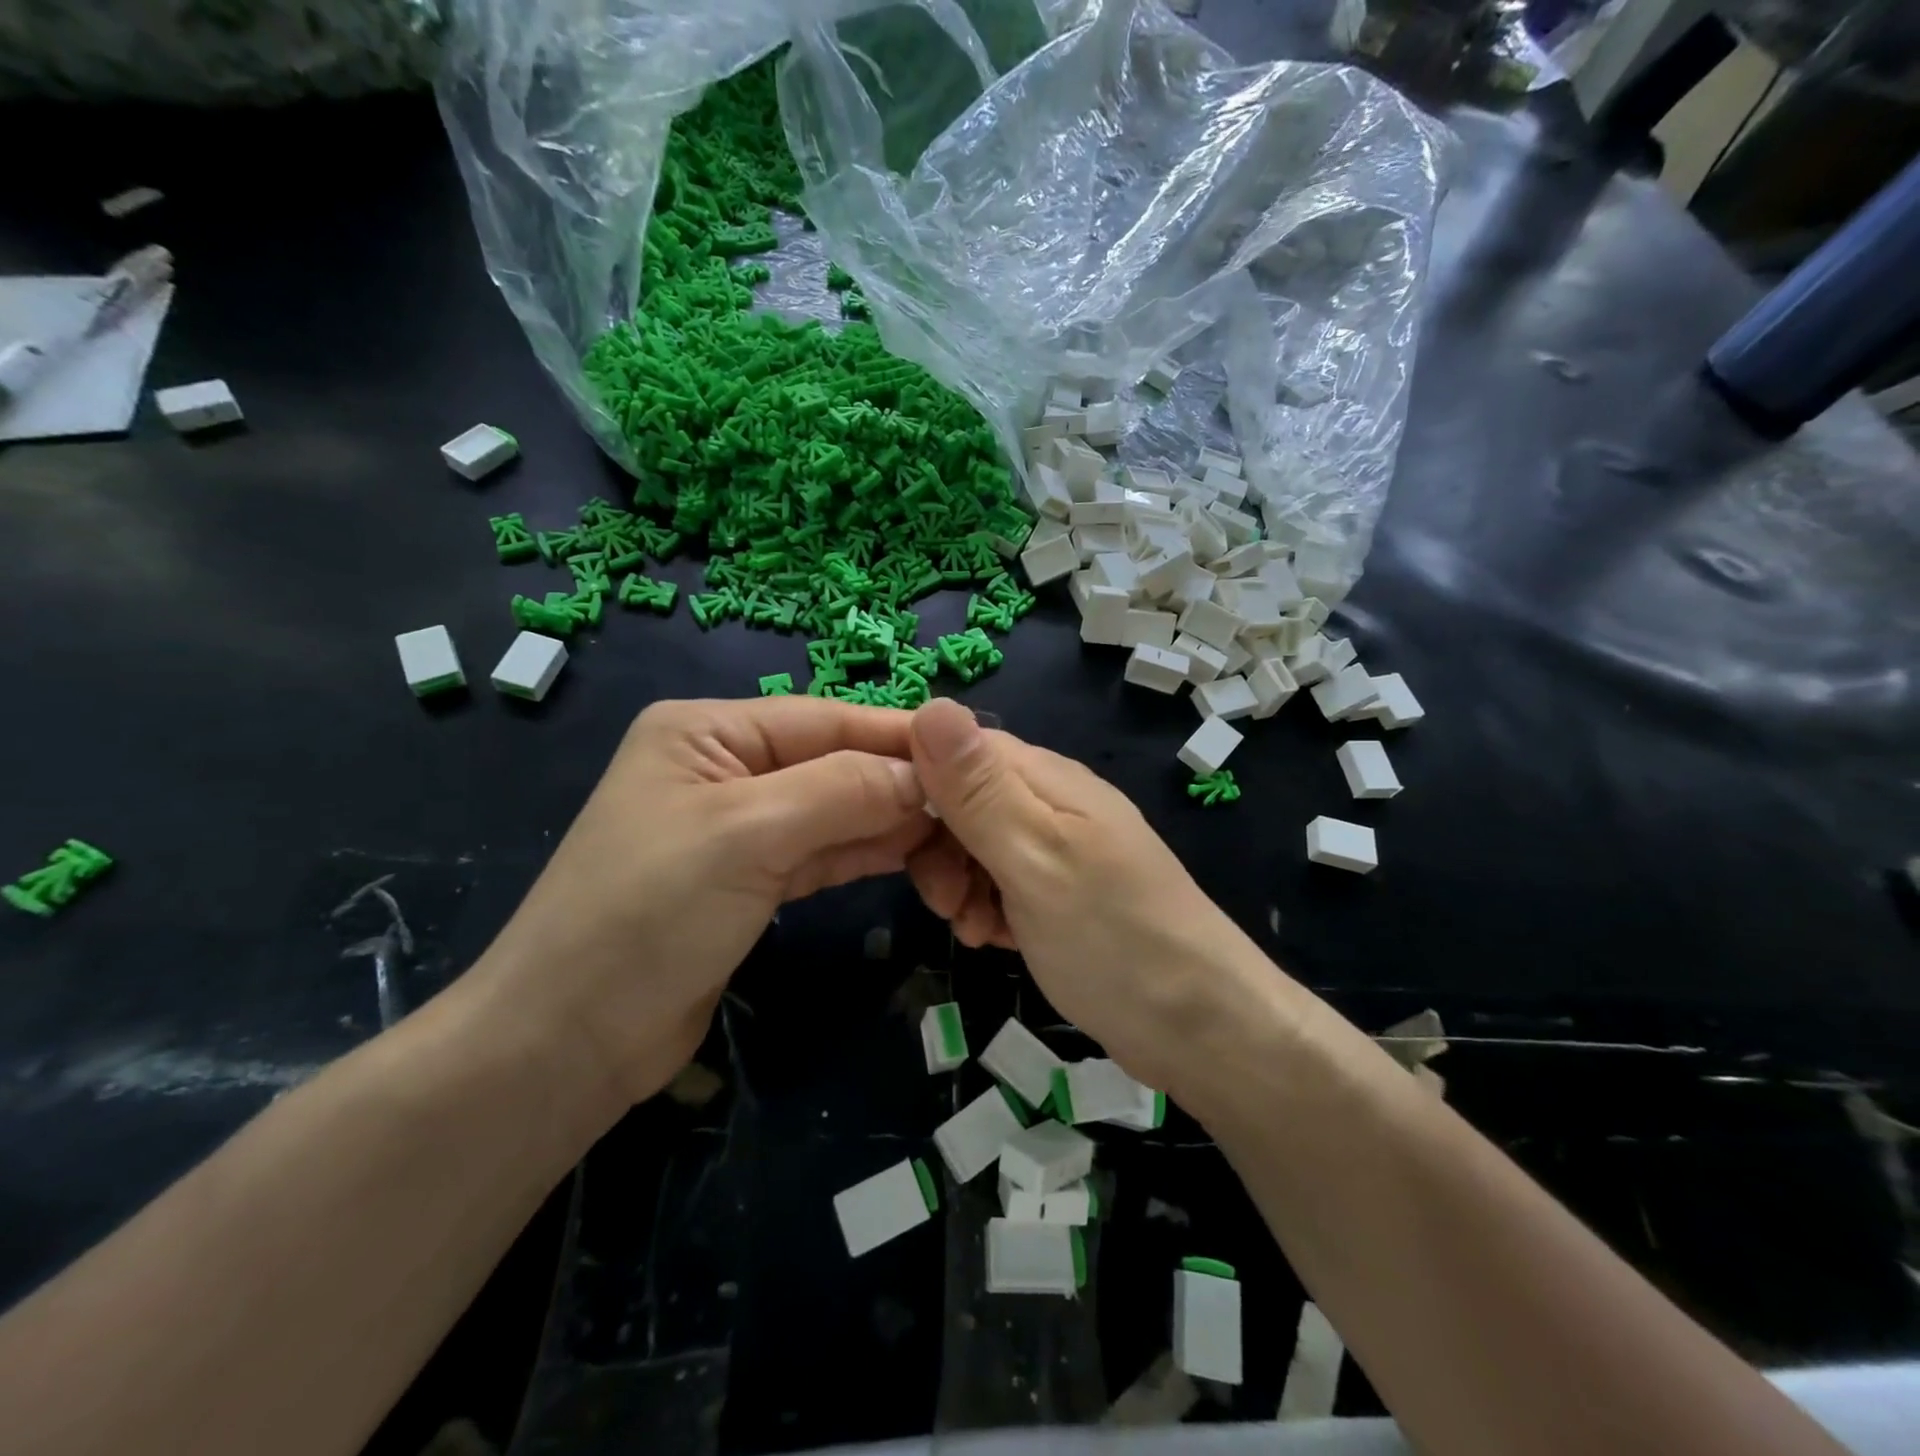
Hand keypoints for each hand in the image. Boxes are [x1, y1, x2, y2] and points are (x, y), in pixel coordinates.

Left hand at [472, 698, 934, 1106]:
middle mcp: (725, 767)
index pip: (824, 719)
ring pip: (833, 810)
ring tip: (956, 831)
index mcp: (708, 731)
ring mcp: (739, 826)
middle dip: (897, 782)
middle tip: (973, 802)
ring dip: (888, 820)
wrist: (570, 1040)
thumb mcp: (749, 835)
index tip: (972, 749)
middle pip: (832, 762)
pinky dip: (864, 853)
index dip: (896, 735)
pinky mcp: (751, 880)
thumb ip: (842, 791)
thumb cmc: (648, 914)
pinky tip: (913, 855)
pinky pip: (821, 852)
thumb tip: (925, 774)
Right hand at [904, 699, 1265, 1095]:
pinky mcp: (1060, 892)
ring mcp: (1057, 848)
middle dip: (937, 848)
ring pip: (975, 846)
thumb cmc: (1113, 937)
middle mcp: (1050, 802)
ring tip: (975, 929)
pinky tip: (996, 941)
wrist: (1200, 1026)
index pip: (954, 746)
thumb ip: (978, 789)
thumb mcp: (1034, 857)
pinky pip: (1000, 883)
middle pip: (960, 800)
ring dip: (958, 885)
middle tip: (946, 901)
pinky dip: (987, 908)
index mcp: (1044, 778)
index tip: (888, 832)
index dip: (914, 779)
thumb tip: (929, 703)